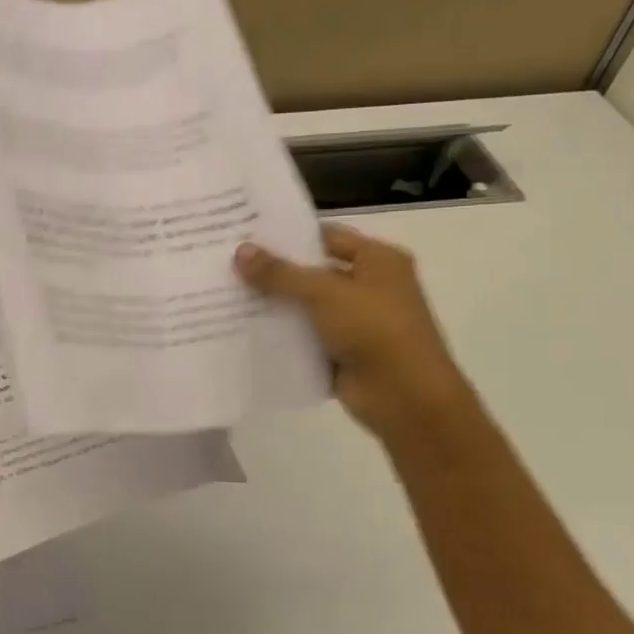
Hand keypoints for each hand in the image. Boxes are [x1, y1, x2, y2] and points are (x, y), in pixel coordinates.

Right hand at [235, 224, 469, 435]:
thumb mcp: (325, 293)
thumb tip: (240, 251)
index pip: (327, 236)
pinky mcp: (342, 353)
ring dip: (274, 305)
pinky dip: (281, 336)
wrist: (406, 398)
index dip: (289, 235)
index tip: (246, 235)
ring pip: (306, 307)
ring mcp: (356, 323)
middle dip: (274, 271)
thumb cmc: (375, 330)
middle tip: (228, 264)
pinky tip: (244, 331)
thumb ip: (280, 273)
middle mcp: (370, 287)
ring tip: (227, 295)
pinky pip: (305, 338)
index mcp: (378, 260)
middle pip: (313, 272)